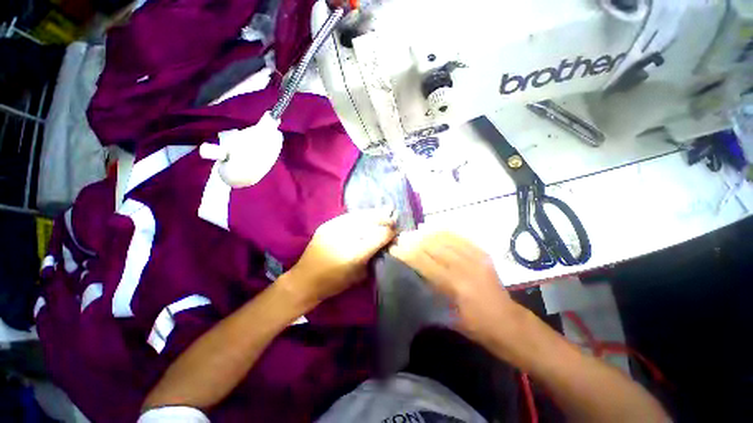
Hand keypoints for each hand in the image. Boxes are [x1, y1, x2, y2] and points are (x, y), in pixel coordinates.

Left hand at [282, 209, 396, 305]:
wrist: (305, 280)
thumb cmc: (334, 283)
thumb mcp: (359, 275)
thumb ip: (373, 258)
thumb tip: (385, 244)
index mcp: (355, 254)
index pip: (378, 236)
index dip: (390, 232)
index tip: (396, 231)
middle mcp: (345, 237)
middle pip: (370, 222)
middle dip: (384, 219)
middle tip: (393, 219)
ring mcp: (334, 228)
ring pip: (360, 215)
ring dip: (373, 214)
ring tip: (383, 212)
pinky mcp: (327, 225)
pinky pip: (348, 216)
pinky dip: (360, 215)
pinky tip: (366, 216)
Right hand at [389, 230, 523, 345]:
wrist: (509, 323)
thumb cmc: (476, 326)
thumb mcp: (449, 316)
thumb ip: (432, 292)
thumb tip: (415, 273)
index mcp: (455, 285)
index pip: (425, 262)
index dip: (408, 253)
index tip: (395, 248)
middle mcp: (465, 267)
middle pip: (434, 246)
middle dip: (415, 240)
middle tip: (402, 238)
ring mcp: (476, 258)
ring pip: (446, 238)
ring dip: (428, 234)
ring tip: (415, 232)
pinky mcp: (483, 254)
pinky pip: (460, 238)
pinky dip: (445, 232)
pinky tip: (435, 230)